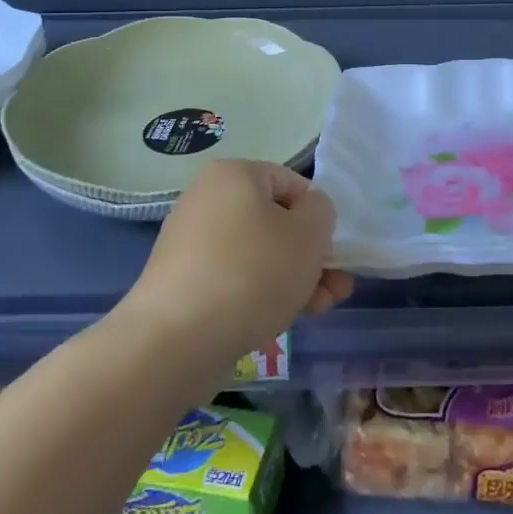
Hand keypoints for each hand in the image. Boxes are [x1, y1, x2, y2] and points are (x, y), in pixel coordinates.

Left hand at [126, 160, 349, 368]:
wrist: (177, 339)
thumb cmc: (253, 272)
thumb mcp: (309, 233)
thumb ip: (322, 212)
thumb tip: (308, 214)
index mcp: (234, 174)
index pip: (293, 184)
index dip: (318, 217)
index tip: (331, 251)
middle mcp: (207, 199)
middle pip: (276, 222)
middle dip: (310, 256)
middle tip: (335, 288)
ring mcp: (191, 242)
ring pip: (259, 254)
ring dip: (293, 278)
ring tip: (318, 309)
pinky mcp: (183, 281)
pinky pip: (234, 278)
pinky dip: (260, 293)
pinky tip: (281, 319)